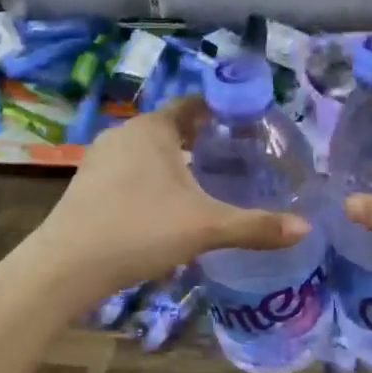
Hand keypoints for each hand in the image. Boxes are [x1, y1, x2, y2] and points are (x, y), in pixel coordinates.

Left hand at [26, 98, 310, 300]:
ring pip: (150, 150)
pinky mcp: (88, 185)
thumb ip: (255, 226)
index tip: (250, 125)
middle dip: (204, 139)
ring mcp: (101, 159)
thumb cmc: (139, 230)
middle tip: (238, 156)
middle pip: (174, 127)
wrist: (65, 267)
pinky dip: (153, 179)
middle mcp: (125, 134)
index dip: (223, 111)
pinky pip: (131, 170)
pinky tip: (167, 206)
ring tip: (208, 180)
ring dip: (177, 160)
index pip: (195, 105)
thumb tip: (306, 228)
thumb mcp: (205, 227)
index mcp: (153, 129)